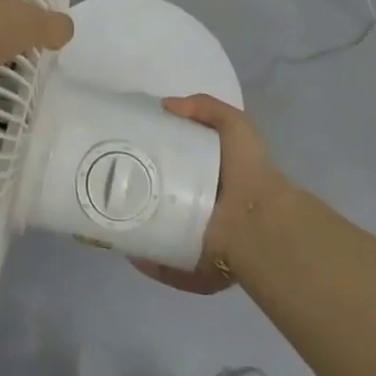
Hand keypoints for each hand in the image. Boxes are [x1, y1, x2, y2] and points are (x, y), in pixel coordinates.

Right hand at [132, 94, 288, 294]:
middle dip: (142, 193)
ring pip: (162, 235)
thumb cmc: (248, 170)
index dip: (157, 158)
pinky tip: (131, 247)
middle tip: (116, 182)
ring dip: (140, 228)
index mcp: (215, 180)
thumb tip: (165, 105)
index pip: (181, 168)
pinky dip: (148, 260)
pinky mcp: (196, 270)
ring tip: (115, 215)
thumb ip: (205, 107)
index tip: (130, 149)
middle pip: (167, 201)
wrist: (260, 222)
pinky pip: (166, 266)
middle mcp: (207, 211)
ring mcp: (201, 242)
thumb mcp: (234, 125)